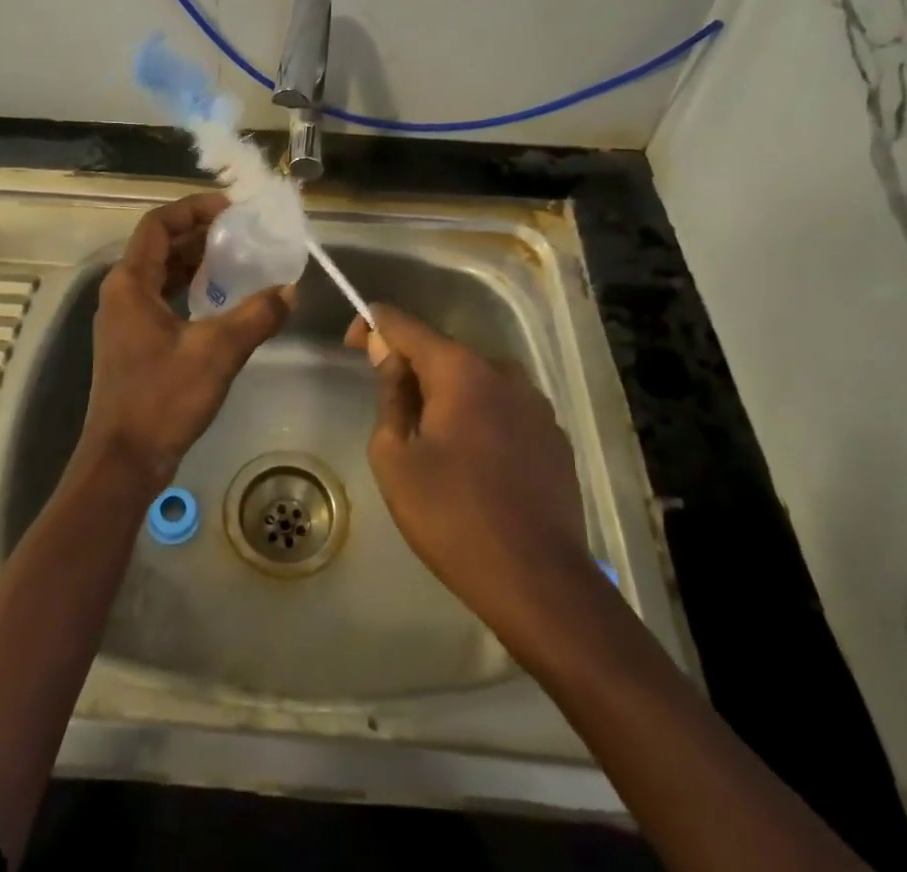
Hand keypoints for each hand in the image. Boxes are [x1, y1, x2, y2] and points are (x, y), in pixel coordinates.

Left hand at [84, 193, 292, 491]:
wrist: (123, 461)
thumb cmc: (162, 399)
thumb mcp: (216, 352)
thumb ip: (256, 316)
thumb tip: (290, 290)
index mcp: (130, 282)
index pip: (159, 224)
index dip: (194, 209)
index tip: (232, 209)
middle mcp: (122, 292)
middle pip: (160, 245)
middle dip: (200, 234)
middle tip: (243, 232)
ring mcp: (125, 318)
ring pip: (162, 272)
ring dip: (196, 261)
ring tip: (238, 258)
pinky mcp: (134, 341)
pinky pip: (163, 297)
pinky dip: (190, 289)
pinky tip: (220, 299)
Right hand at [348, 306, 598, 643]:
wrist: (540, 582)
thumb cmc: (453, 518)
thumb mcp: (395, 459)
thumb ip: (390, 395)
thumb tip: (388, 354)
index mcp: (460, 370)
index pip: (404, 325)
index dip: (372, 326)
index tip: (353, 344)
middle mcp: (502, 371)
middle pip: (443, 352)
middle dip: (412, 368)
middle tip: (390, 409)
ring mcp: (535, 402)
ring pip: (476, 380)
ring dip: (448, 394)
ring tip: (432, 440)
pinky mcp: (554, 433)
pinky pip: (504, 407)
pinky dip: (480, 416)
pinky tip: (473, 460)